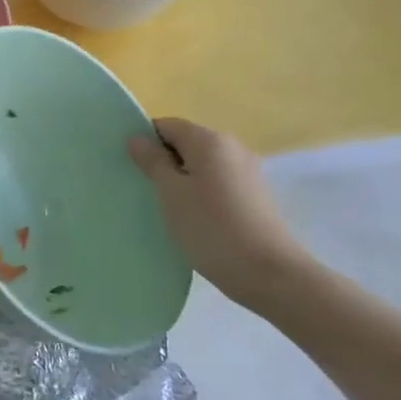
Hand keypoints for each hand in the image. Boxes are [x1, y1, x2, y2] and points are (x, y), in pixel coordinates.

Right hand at [127, 117, 316, 308]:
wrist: (270, 274)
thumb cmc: (212, 228)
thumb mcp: (171, 193)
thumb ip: (152, 162)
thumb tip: (137, 138)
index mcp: (210, 140)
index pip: (167, 126)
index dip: (145, 141)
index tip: (131, 168)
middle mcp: (232, 147)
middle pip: (186, 143)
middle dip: (163, 161)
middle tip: (144, 189)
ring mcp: (247, 171)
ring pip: (202, 165)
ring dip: (181, 179)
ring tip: (166, 207)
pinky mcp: (254, 195)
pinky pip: (217, 182)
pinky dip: (200, 192)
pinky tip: (193, 217)